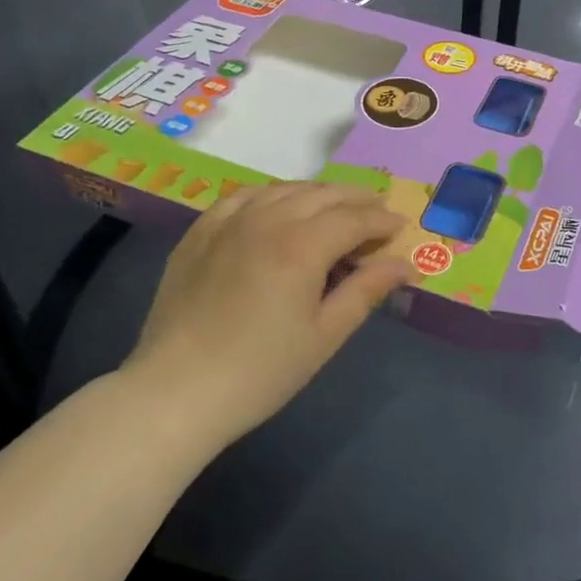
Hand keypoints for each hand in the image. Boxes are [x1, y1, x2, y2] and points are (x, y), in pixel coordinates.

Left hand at [126, 183, 411, 448]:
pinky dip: (271, 194)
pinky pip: (243, 196)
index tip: (400, 227)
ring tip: (334, 207)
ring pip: (283, 189)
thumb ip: (365, 291)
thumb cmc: (261, 371)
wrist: (176, 392)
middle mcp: (268, 220)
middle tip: (376, 211)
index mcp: (302, 245)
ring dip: (317, 193)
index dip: (381, 221)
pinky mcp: (200, 232)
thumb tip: (404, 264)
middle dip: (356, 199)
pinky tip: (277, 205)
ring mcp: (229, 221)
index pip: (354, 219)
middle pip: (322, 195)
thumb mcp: (324, 335)